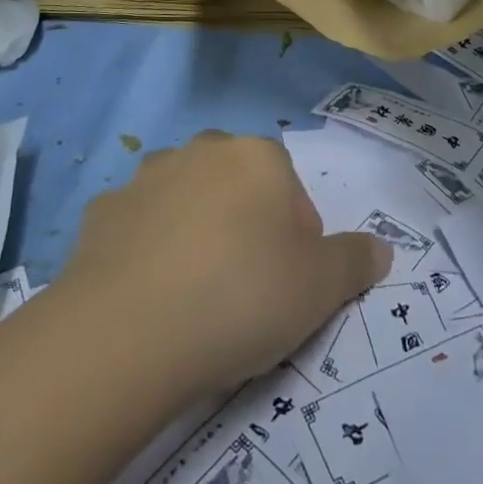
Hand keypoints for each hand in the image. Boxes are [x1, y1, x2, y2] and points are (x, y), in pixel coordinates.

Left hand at [58, 132, 389, 397]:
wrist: (130, 331)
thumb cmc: (242, 296)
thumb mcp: (321, 288)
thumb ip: (356, 260)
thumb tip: (382, 248)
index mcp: (257, 157)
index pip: (290, 189)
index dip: (295, 238)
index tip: (286, 285)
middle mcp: (201, 151)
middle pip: (235, 187)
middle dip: (244, 227)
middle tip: (242, 290)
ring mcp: (145, 178)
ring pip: (183, 201)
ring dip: (192, 233)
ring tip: (191, 297)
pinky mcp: (100, 213)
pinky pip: (136, 229)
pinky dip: (144, 253)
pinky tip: (144, 299)